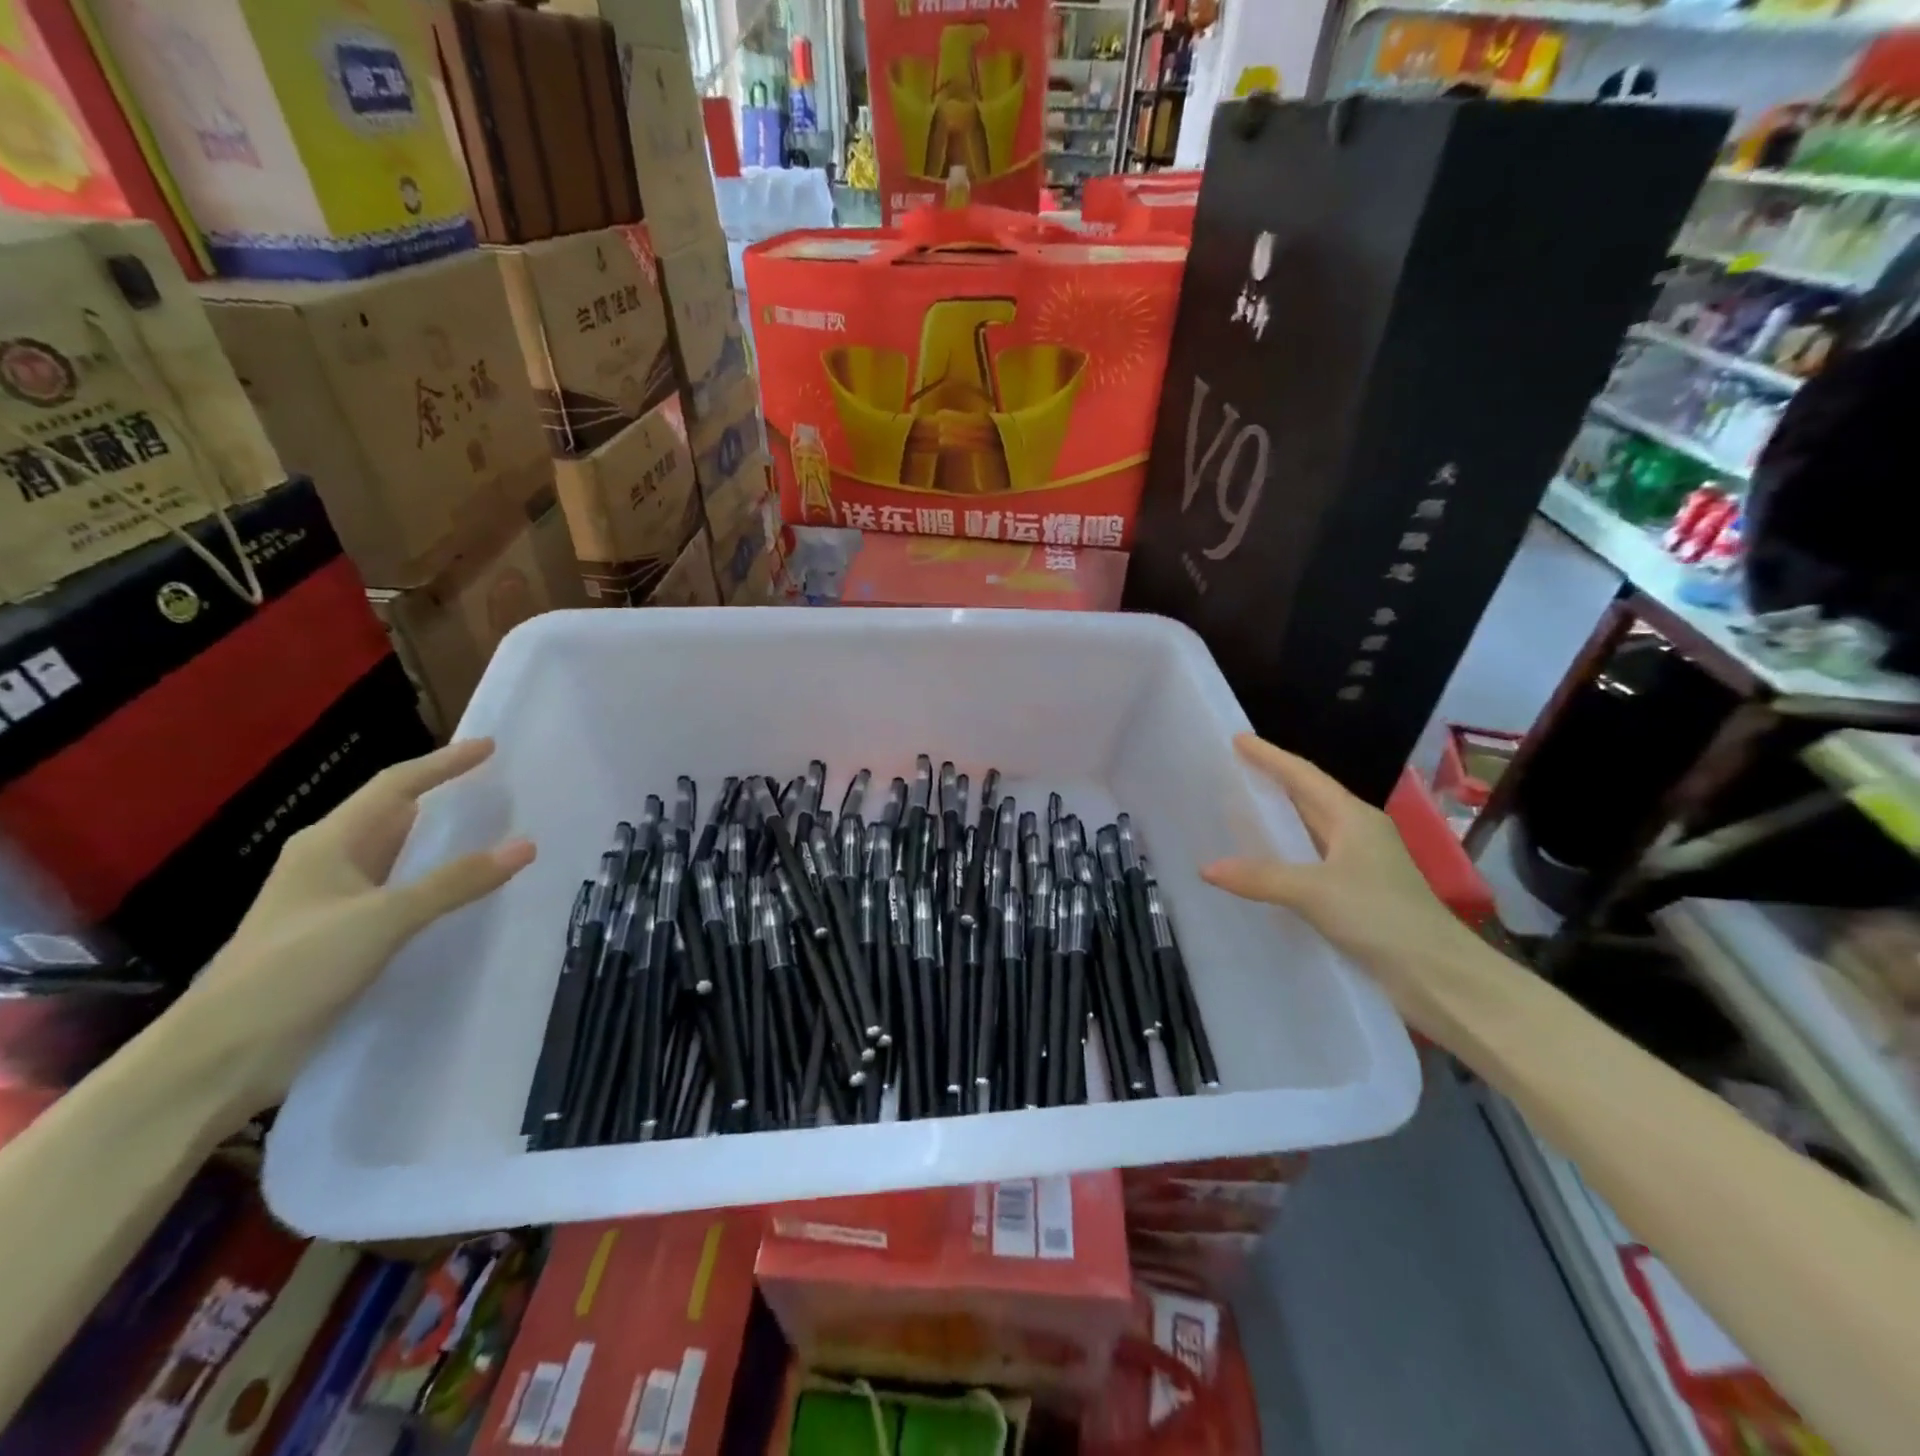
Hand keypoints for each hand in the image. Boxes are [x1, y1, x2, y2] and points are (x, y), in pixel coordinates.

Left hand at [174, 739, 535, 1119]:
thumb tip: (526, 845)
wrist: (223, 1054)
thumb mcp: (383, 918)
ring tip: (492, 829)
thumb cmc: (296, 968)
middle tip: (497, 786)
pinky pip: (400, 893)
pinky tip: (463, 892)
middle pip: (394, 815)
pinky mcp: (342, 937)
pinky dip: (434, 882)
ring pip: (397, 855)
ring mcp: (334, 902)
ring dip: (439, 841)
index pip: (395, 787)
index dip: (443, 764)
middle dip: (442, 796)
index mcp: (329, 843)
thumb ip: (456, 881)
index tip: (489, 747)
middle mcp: (330, 863)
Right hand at [1201, 735, 1487, 1034]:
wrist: (1439, 975)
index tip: (1238, 739)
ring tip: (1239, 810)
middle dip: (1272, 781)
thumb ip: (1259, 877)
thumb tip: (1206, 868)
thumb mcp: (1314, 892)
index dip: (1270, 756)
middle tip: (1232, 769)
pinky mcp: (1358, 892)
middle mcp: (1358, 832)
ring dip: (1278, 818)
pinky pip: (1311, 859)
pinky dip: (1284, 853)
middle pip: (1308, 796)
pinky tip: (1262, 863)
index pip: (1303, 775)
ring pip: (1310, 828)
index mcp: (1353, 817)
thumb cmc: (1381, 917)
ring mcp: (1360, 863)